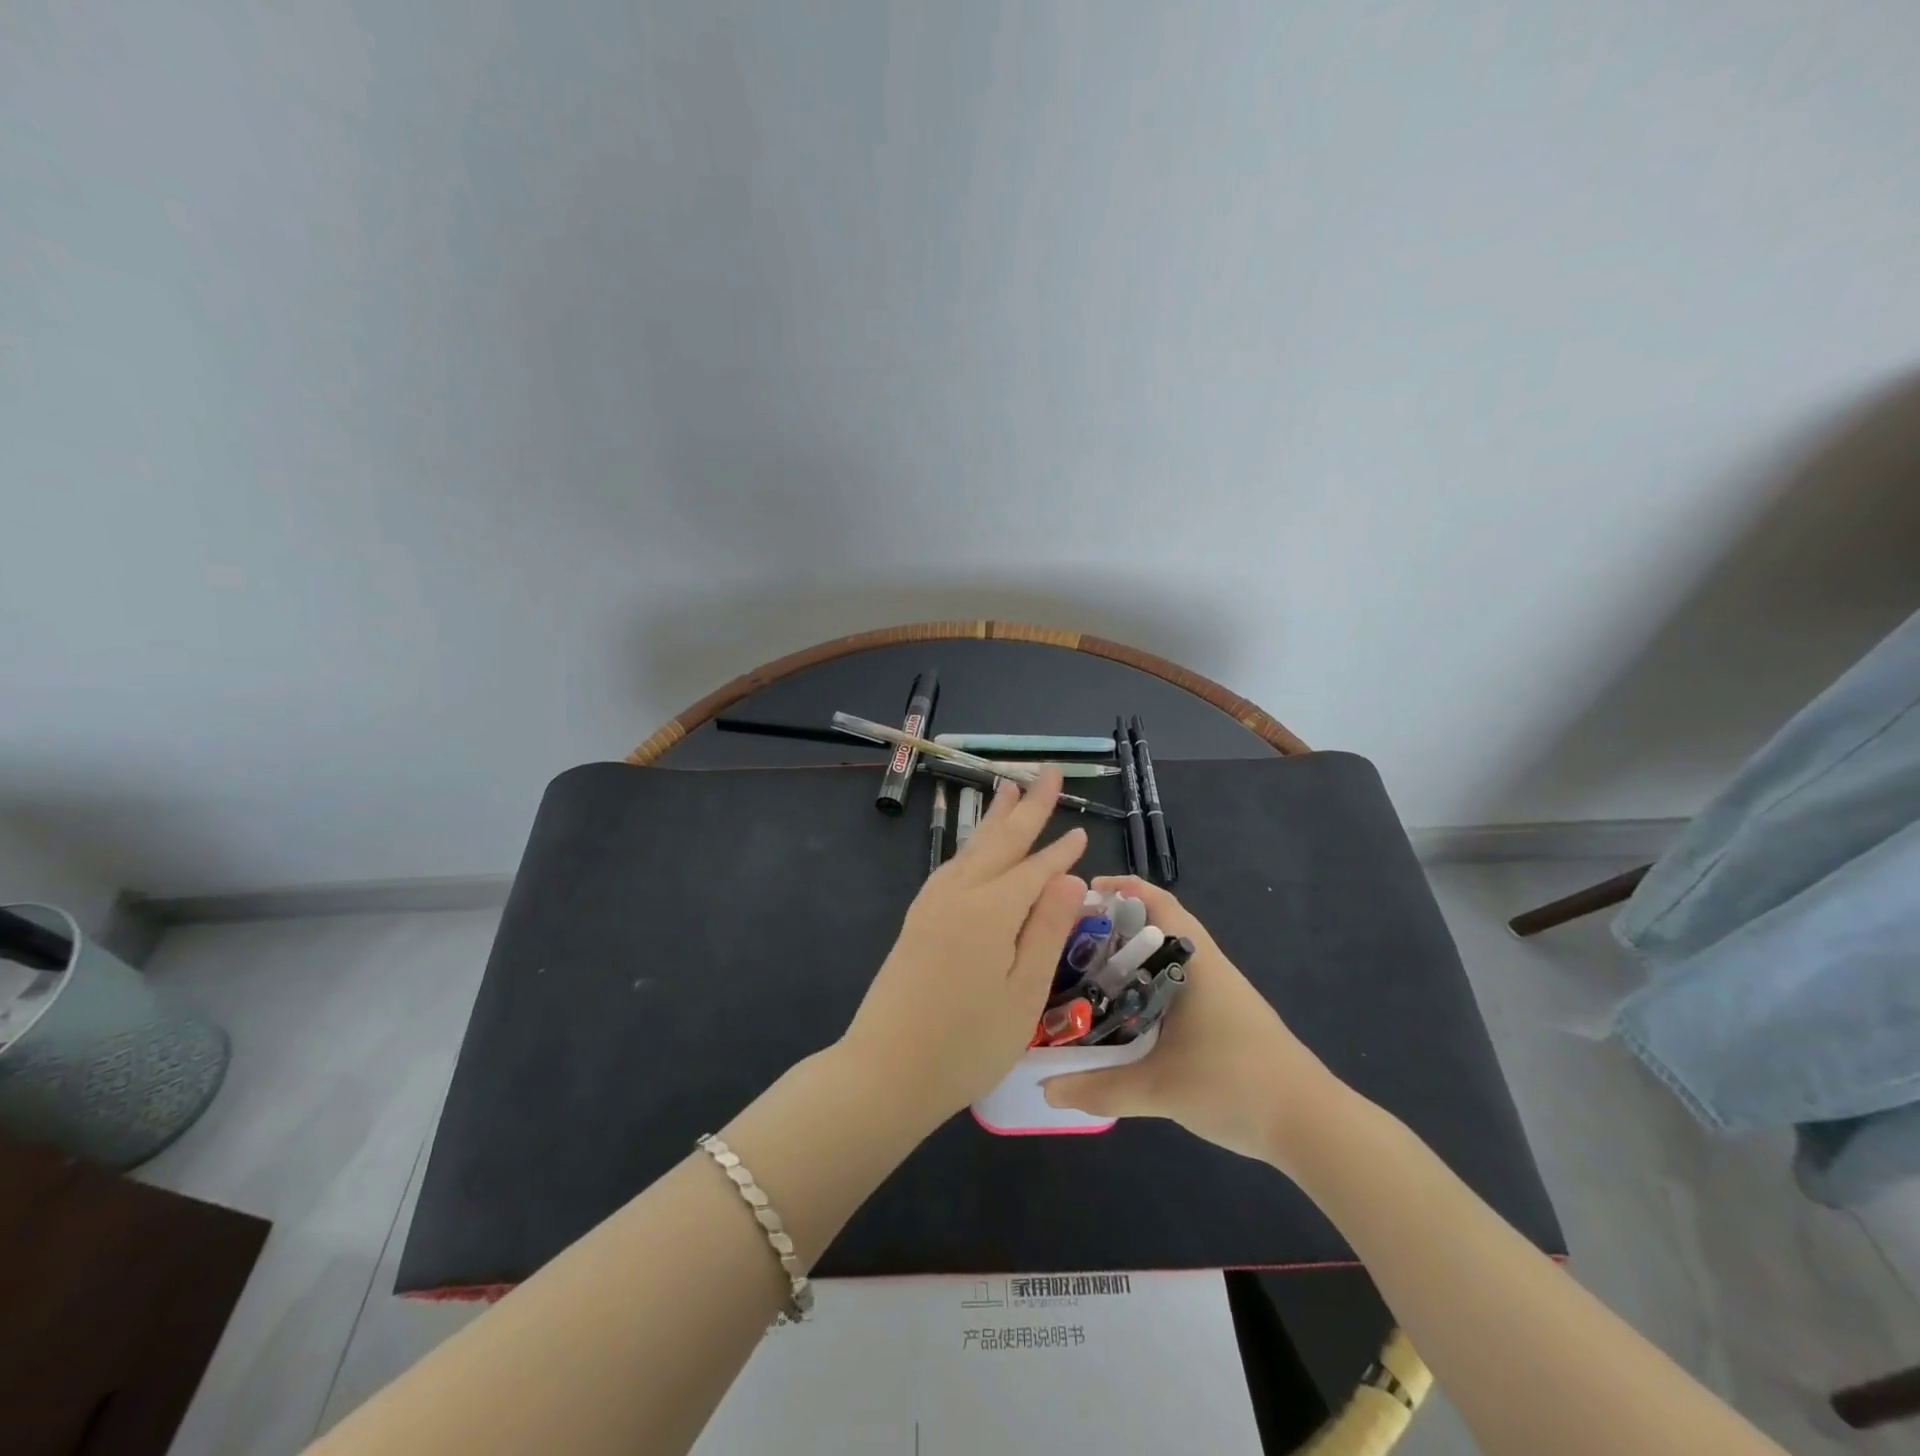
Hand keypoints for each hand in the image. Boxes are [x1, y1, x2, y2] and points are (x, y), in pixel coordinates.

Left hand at [840, 770, 1088, 1129]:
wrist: (885, 1071)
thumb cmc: (966, 1044)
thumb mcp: (1023, 994)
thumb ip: (1047, 930)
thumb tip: (1073, 879)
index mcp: (991, 911)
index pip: (1035, 870)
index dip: (1060, 852)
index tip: (1082, 832)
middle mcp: (959, 894)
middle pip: (1000, 842)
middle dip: (1027, 807)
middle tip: (1046, 773)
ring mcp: (932, 904)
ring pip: (972, 849)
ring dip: (995, 819)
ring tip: (1008, 790)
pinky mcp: (917, 919)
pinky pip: (952, 867)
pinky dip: (971, 847)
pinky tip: (975, 849)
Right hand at [1041, 876, 1342, 1167]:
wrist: (1312, 1125)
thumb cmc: (1236, 1086)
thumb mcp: (1160, 1089)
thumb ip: (1100, 1087)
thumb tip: (1045, 1088)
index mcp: (1194, 962)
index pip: (1156, 902)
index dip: (1120, 889)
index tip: (1080, 895)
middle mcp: (1207, 966)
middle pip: (1156, 926)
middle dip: (1113, 926)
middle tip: (1068, 941)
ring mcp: (1219, 992)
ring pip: (1165, 958)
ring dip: (1130, 957)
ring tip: (1085, 973)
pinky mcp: (1224, 1017)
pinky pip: (1175, 983)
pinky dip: (1145, 984)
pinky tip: (1122, 1012)